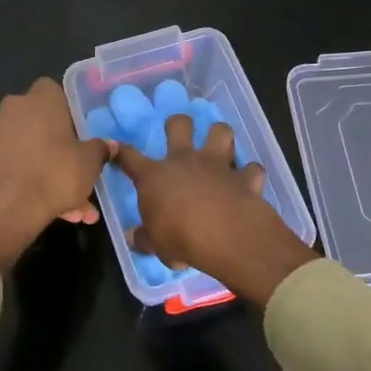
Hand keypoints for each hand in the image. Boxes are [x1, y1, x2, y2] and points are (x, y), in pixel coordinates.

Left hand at [0, 79, 112, 272]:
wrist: (7, 211)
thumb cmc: (55, 175)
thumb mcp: (89, 163)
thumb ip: (99, 149)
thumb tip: (108, 145)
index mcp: (40, 100)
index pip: (52, 90)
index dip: (65, 109)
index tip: (77, 132)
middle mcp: (12, 110)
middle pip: (39, 121)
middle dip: (57, 145)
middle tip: (75, 169)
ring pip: (27, 148)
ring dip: (45, 169)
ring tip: (68, 204)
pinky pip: (12, 165)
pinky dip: (26, 179)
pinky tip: (44, 206)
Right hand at [114, 117, 314, 305]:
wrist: (227, 237)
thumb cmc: (181, 240)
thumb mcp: (156, 246)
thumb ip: (146, 238)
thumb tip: (136, 238)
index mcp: (155, 177)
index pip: (130, 157)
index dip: (122, 152)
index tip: (118, 150)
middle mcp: (185, 161)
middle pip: (179, 124)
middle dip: (179, 123)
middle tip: (181, 132)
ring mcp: (217, 165)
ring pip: (220, 131)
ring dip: (220, 136)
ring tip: (220, 147)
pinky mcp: (245, 177)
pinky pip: (252, 169)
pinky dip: (251, 174)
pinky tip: (249, 182)